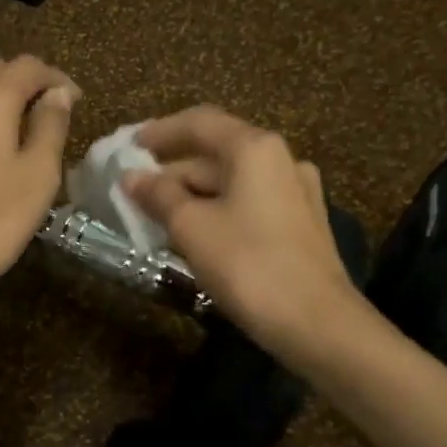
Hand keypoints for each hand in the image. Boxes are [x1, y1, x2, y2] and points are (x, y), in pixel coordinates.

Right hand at [125, 107, 362, 357]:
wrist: (316, 323)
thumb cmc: (248, 265)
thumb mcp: (192, 227)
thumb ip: (159, 196)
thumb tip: (132, 178)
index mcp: (255, 148)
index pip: (199, 123)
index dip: (160, 132)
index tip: (129, 147)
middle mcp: (281, 160)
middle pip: (216, 153)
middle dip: (173, 171)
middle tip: (135, 194)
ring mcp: (297, 192)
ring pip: (233, 182)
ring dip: (193, 194)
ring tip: (158, 217)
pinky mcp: (302, 224)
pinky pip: (249, 204)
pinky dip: (218, 210)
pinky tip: (197, 235)